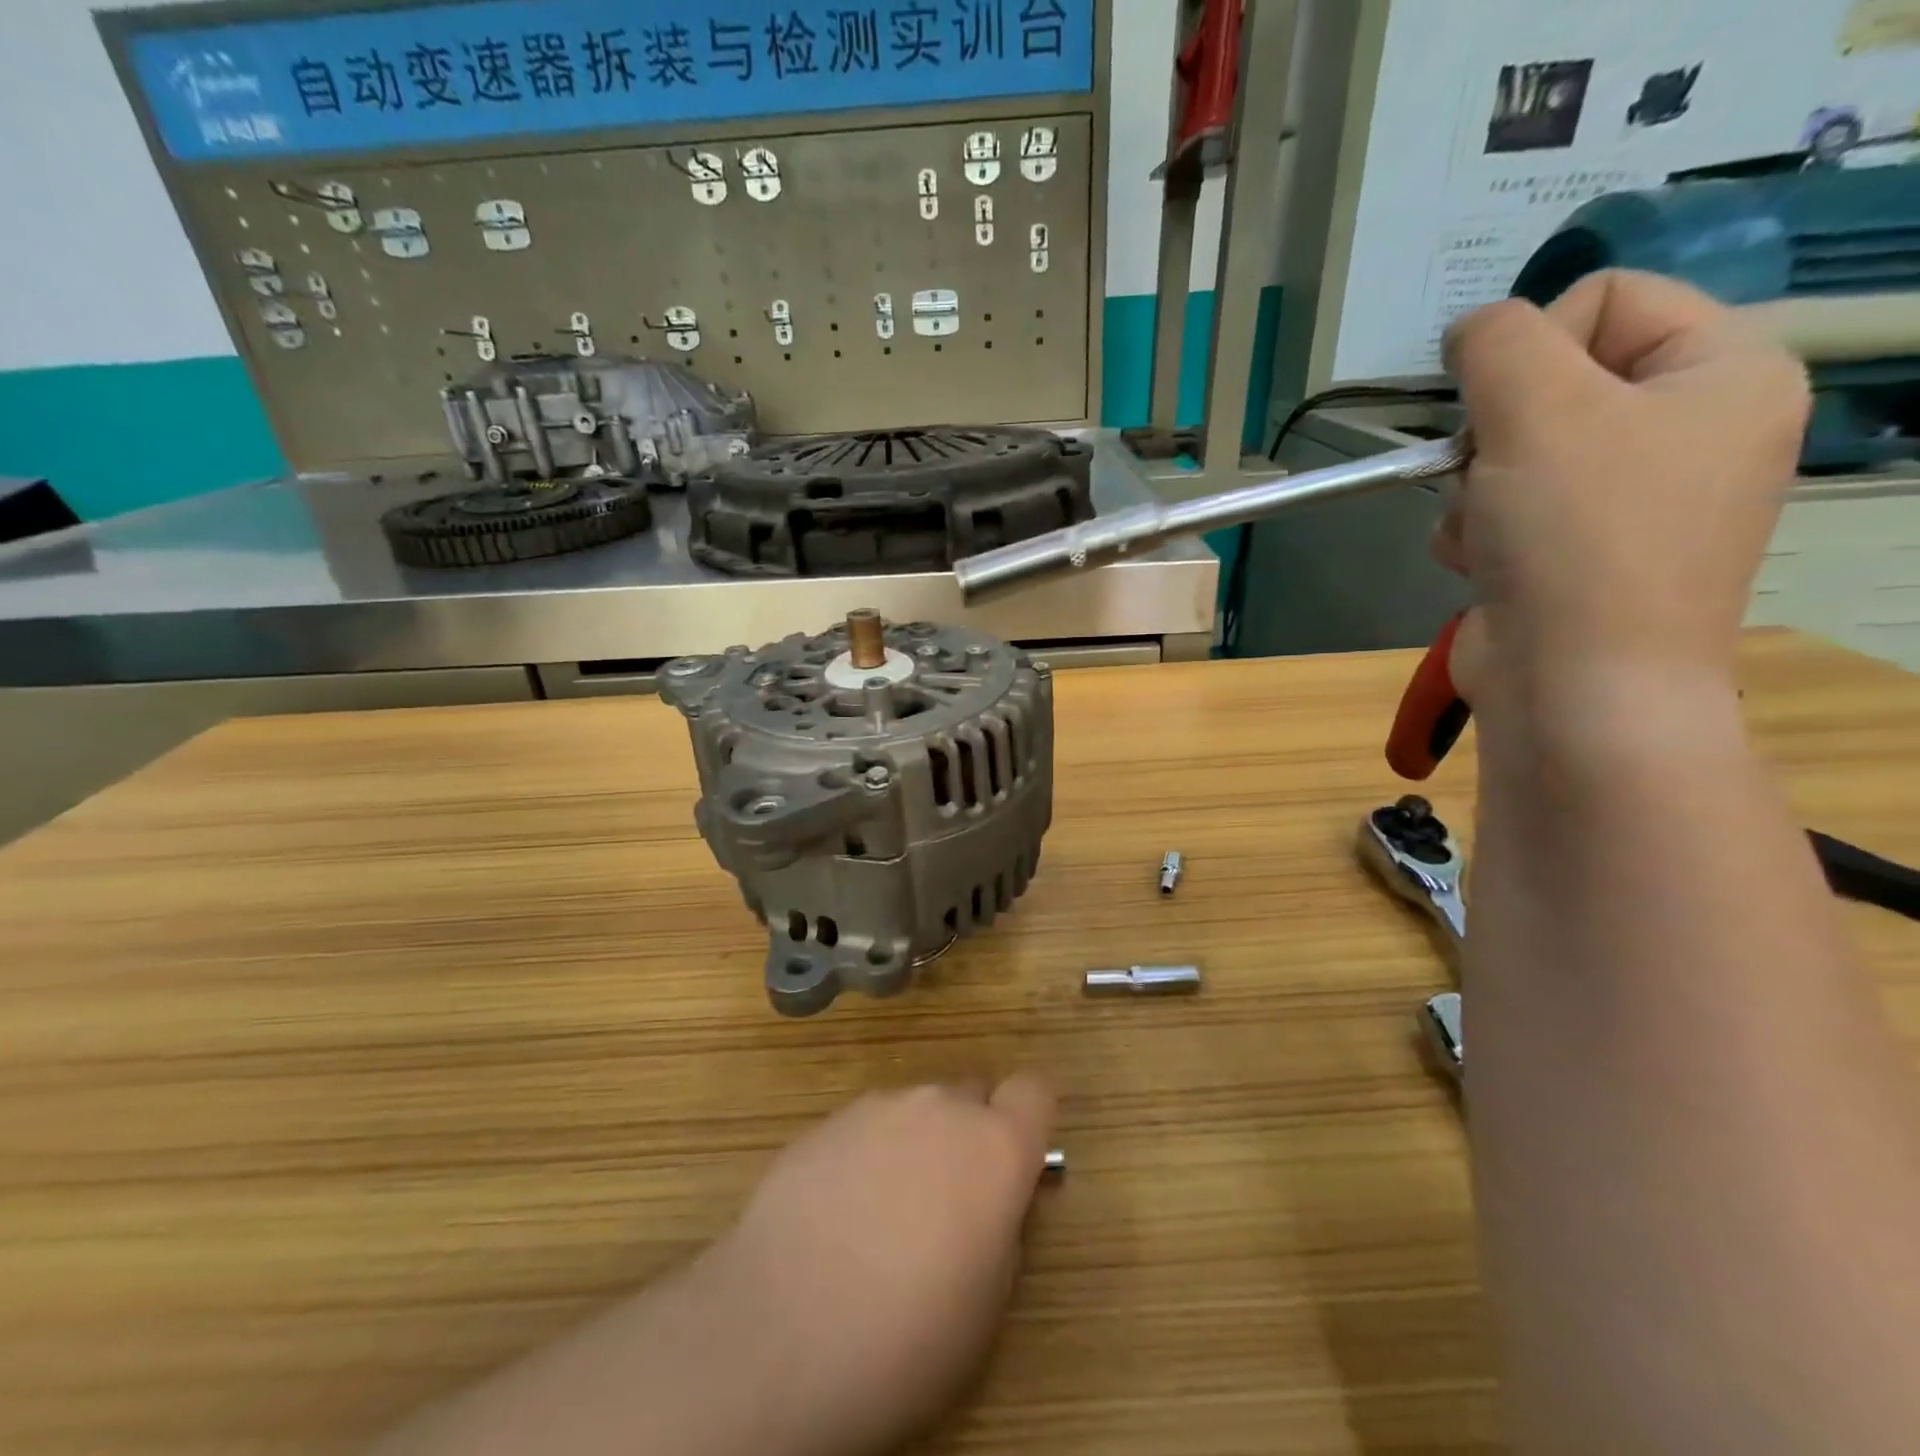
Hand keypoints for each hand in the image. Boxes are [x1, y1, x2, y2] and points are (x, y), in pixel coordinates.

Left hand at [700, 1076, 1056, 1455]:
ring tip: (881, 1216)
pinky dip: (864, 1157)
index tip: (1017, 1159)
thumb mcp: (987, 1300)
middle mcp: (939, 1106)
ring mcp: (876, 1108)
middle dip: (969, 1134)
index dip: (1029, 1119)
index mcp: (995, 1145)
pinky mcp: (823, 1122)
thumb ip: (1001, 1223)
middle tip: (947, 1201)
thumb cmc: (907, 1335)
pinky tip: (835, 1216)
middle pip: (970, 1096)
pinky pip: (864, 1128)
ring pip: (914, 1112)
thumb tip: (989, 1200)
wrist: (781, 1334)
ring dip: (913, 1145)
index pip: (1034, 1089)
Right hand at [1436, 270, 1809, 700]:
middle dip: (1496, 433)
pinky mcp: (1581, 551)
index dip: (1533, 346)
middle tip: (1489, 475)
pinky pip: (1510, 507)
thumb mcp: (1534, 410)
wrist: (1576, 684)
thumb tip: (1470, 331)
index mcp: (1724, 372)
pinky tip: (1479, 563)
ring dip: (1475, 489)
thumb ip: (1497, 341)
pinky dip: (1477, 531)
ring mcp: (1636, 499)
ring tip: (1485, 532)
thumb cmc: (1577, 536)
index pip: (1608, 297)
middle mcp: (1692, 429)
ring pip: (1516, 451)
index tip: (1499, 409)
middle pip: (1555, 381)